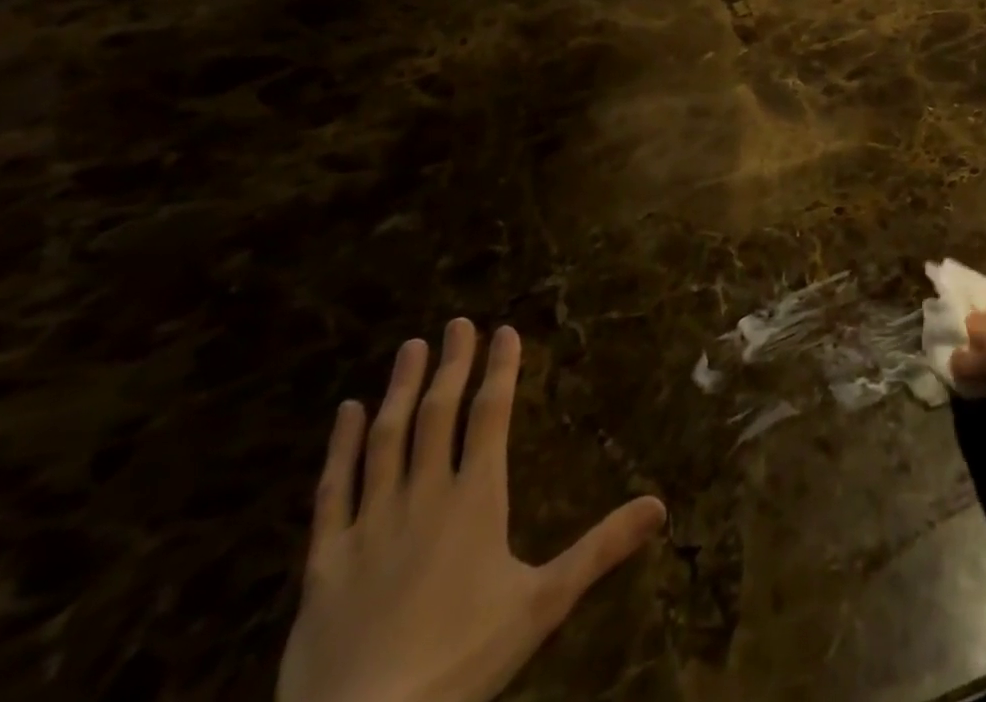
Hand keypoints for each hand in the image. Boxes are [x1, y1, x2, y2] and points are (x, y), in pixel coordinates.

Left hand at [276, 320, 665, 701]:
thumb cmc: (461, 662)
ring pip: (386, 439)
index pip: (491, 415)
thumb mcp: (543, 604)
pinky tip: (345, 413)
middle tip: (458, 323)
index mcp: (476, 499)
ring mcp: (369, 524)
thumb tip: (661, 505)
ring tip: (412, 348)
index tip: (504, 331)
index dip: (500, 370)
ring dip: (401, 389)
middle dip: (452, 365)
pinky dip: (339, 447)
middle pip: (439, 415)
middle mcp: (424, 496)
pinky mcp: (324, 560)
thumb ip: (601, 548)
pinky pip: (331, 490)